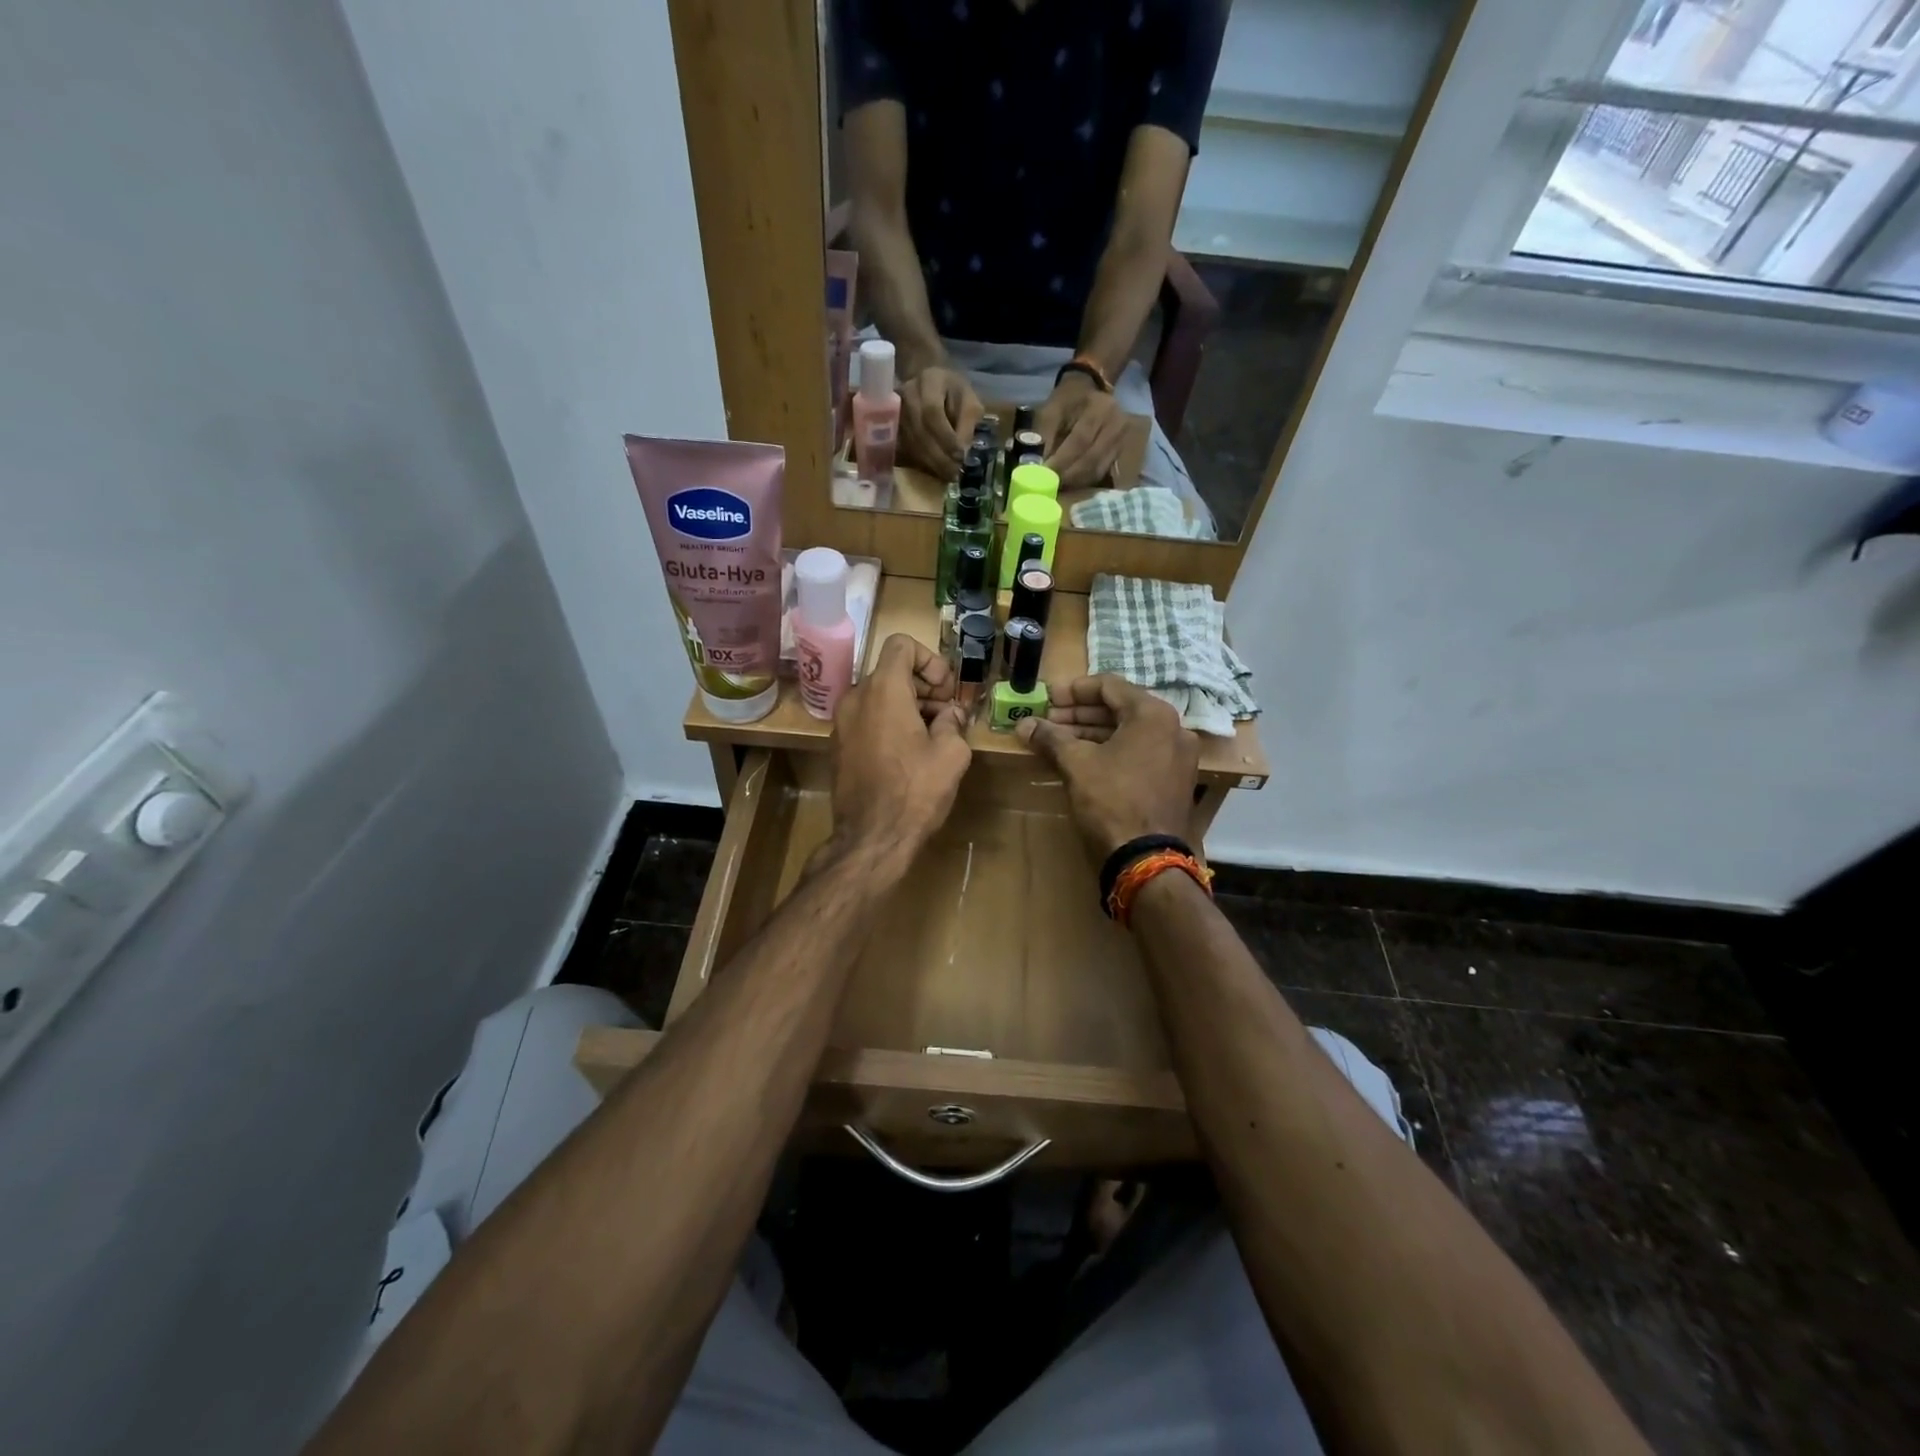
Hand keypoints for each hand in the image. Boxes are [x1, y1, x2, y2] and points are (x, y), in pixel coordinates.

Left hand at [828, 634, 972, 871]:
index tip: (946, 691)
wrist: (871, 838)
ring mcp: (841, 723)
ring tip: (933, 738)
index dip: (930, 660)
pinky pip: (867, 719)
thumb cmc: (915, 791)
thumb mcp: (951, 753)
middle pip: (891, 672)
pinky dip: (889, 724)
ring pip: (879, 697)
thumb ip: (953, 722)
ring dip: (908, 707)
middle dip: (924, 687)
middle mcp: (855, 698)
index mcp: (883, 690)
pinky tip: (909, 755)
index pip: (902, 644)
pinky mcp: (838, 747)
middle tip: (948, 716)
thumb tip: (951, 715)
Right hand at [899, 366, 983, 476]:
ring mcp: (894, 411)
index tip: (959, 456)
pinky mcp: (890, 427)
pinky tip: (934, 472)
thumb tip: (963, 453)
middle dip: (939, 456)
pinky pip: (903, 450)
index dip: (945, 437)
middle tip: (954, 473)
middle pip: (919, 431)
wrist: (928, 384)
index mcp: (929, 381)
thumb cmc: (953, 392)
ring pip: (910, 444)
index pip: (932, 412)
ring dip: (930, 464)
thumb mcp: (969, 401)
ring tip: (948, 475)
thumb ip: (968, 423)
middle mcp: (906, 394)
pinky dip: (920, 464)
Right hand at [1016, 675, 1198, 860]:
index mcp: (1153, 714)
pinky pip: (1139, 754)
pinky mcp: (1174, 781)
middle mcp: (1173, 728)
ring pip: (1129, 733)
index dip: (1074, 690)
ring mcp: (1177, 757)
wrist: (1146, 859)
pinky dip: (1111, 751)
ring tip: (1058, 740)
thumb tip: (1023, 724)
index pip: (1110, 685)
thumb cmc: (1112, 800)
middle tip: (1048, 720)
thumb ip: (1050, 737)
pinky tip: (1082, 760)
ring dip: (1093, 733)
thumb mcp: (1076, 764)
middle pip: (1120, 709)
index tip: (1047, 698)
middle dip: (1080, 714)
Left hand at [1034, 375, 1128, 489]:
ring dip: (1076, 482)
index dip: (1062, 461)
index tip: (1044, 475)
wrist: (1091, 389)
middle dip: (1068, 476)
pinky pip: (1102, 472)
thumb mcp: (1051, 409)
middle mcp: (1116, 423)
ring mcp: (1122, 438)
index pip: (1080, 440)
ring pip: (1098, 469)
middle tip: (1049, 486)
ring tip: (1058, 486)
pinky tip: (1071, 483)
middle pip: (1091, 459)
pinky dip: (1084, 481)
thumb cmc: (1067, 399)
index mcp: (1099, 407)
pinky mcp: (1121, 451)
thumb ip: (1044, 435)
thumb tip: (1038, 464)